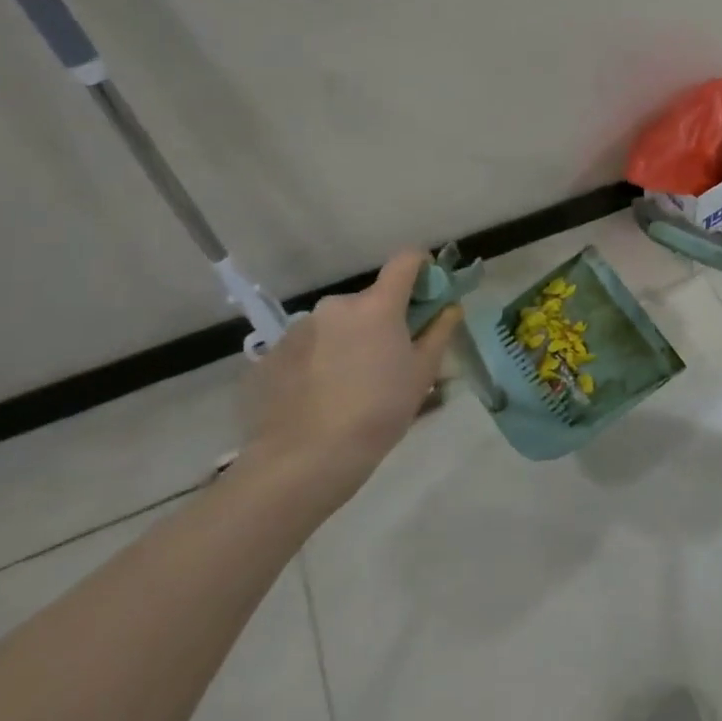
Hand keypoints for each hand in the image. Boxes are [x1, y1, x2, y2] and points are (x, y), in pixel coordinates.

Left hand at [242, 251, 462, 510]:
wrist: (304, 460)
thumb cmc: (379, 411)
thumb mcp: (423, 373)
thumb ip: (440, 331)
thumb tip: (450, 307)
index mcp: (377, 305)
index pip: (406, 260)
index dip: (422, 268)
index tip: (429, 293)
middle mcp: (336, 306)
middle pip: (371, 299)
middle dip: (384, 318)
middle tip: (392, 358)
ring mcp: (299, 329)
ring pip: (338, 324)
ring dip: (350, 340)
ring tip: (352, 384)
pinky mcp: (271, 356)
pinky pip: (308, 347)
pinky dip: (320, 360)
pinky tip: (322, 397)